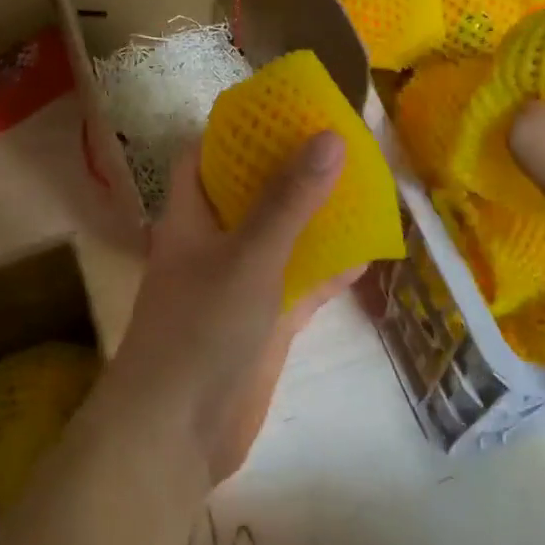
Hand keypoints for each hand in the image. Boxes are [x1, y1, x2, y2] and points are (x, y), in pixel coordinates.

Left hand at [108, 132, 359, 486]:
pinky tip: (368, 254)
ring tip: (363, 188)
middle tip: (339, 143)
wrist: (177, 434)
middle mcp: (213, 244)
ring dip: (316, 219)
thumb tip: (329, 136)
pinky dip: (328, 270)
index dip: (236, 130)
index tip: (281, 110)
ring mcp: (240, 285)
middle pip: (251, 194)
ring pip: (282, 239)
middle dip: (291, 171)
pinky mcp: (264, 323)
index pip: (204, 157)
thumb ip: (289, 200)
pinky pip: (300, 284)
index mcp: (190, 217)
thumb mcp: (249, 255)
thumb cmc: (200, 329)